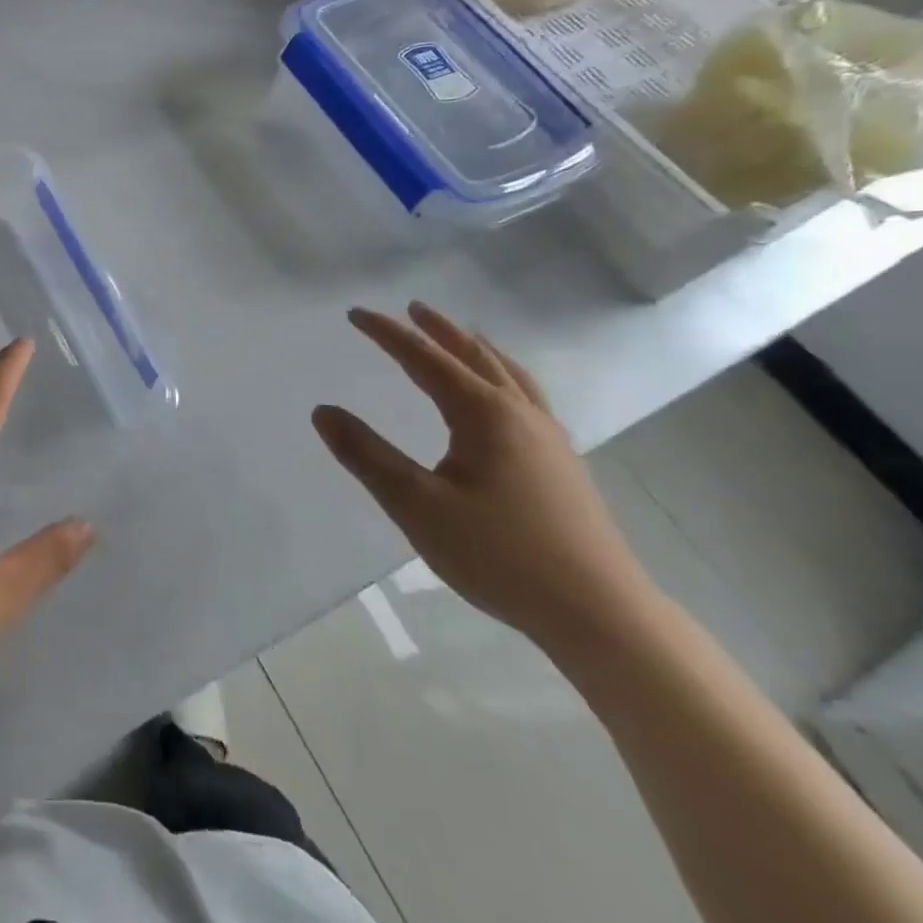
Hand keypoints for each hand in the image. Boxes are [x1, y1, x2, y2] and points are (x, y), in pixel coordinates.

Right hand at [312, 301, 660, 655]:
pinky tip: (503, 398)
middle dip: (439, 330)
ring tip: (461, 337)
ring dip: (477, 349)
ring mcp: (550, 439)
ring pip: (510, 375)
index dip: (388, 334)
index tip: (355, 314)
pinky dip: (504, 376)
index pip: (426, 359)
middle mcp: (520, 414)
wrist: (599, 613)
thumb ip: (367, 456)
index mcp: (484, 415)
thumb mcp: (417, 505)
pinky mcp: (563, 465)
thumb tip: (322, 411)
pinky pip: (528, 398)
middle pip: (475, 356)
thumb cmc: (500, 555)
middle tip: (412, 308)